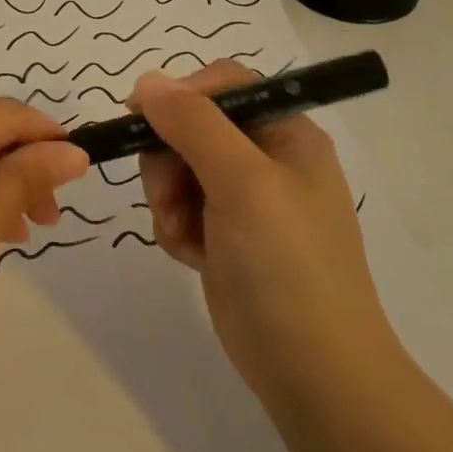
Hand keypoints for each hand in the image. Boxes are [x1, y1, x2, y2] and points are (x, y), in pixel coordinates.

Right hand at [133, 62, 390, 409]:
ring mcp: (244, 200)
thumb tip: (148, 81)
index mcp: (286, 133)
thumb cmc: (286, 265)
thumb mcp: (242, 183)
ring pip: (177, 169)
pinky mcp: (224, 235)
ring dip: (167, 199)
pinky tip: (192, 256)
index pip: (223, 84)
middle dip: (168, 160)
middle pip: (191, 127)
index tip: (140, 118)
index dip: (180, 96)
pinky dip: (175, 228)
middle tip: (169, 198)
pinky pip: (179, 208)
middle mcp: (266, 159)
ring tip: (182, 235)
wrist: (313, 370)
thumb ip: (194, 124)